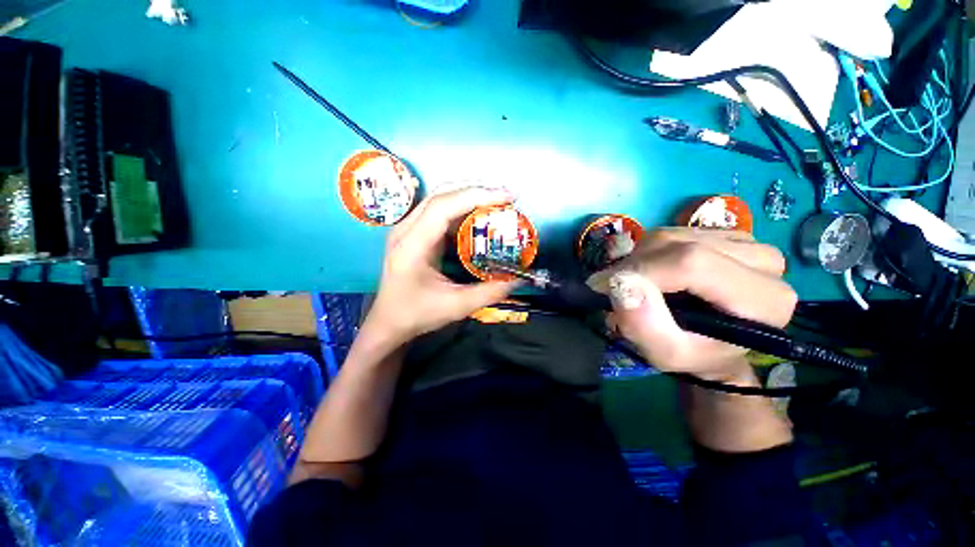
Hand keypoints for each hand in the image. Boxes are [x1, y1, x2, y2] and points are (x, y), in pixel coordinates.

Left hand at [362, 187, 520, 346]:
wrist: (388, 322)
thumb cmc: (416, 314)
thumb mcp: (456, 307)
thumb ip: (489, 293)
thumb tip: (519, 278)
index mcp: (411, 246)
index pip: (442, 207)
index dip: (475, 196)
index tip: (506, 196)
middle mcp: (406, 230)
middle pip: (441, 195)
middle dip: (476, 191)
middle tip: (507, 196)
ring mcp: (408, 229)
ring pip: (440, 199)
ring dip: (470, 197)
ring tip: (498, 202)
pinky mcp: (414, 233)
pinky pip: (440, 211)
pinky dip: (463, 209)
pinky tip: (480, 216)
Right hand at [588, 228, 796, 382]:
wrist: (712, 345)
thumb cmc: (693, 355)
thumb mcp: (666, 354)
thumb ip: (645, 326)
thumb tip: (620, 284)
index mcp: (764, 299)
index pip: (692, 263)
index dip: (642, 272)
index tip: (608, 287)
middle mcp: (764, 261)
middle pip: (679, 245)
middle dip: (635, 266)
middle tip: (615, 288)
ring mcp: (746, 242)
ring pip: (671, 235)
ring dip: (638, 259)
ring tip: (633, 284)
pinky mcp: (724, 233)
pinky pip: (672, 233)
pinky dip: (648, 252)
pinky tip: (650, 272)